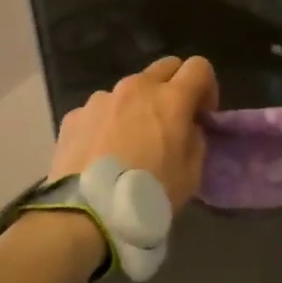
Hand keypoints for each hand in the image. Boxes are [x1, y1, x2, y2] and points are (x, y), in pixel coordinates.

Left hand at [47, 56, 218, 209]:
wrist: (87, 215)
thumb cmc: (149, 195)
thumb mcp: (191, 172)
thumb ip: (194, 138)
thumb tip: (185, 127)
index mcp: (171, 98)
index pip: (199, 67)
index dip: (206, 87)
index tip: (202, 114)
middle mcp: (136, 87)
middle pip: (164, 67)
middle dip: (174, 87)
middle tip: (171, 120)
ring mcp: (102, 98)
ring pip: (129, 90)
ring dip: (137, 106)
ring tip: (129, 143)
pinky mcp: (75, 115)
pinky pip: (100, 111)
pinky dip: (107, 124)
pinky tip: (102, 154)